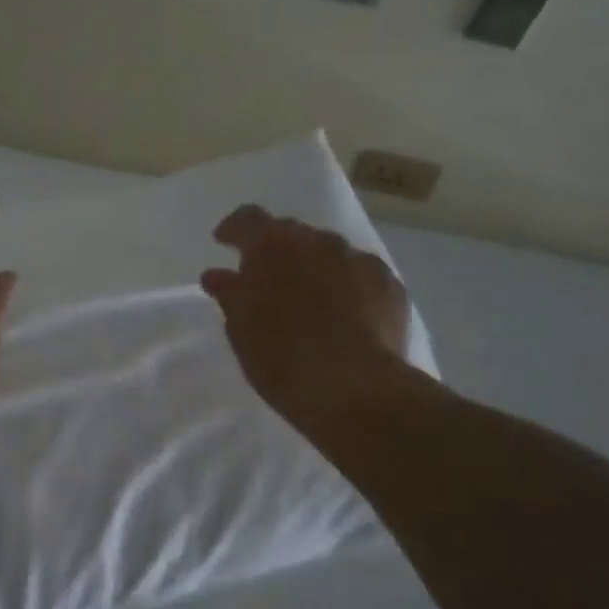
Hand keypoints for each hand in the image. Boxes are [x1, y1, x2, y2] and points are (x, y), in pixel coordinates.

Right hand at [200, 205, 416, 436]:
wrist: (353, 388)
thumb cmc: (280, 357)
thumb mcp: (241, 329)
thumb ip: (229, 293)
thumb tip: (218, 275)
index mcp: (273, 246)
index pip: (248, 219)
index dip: (234, 229)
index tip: (223, 243)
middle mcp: (318, 241)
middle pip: (291, 233)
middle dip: (276, 251)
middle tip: (266, 280)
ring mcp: (359, 261)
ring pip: (329, 253)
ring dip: (313, 267)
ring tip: (307, 300)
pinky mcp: (390, 285)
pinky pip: (359, 275)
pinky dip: (346, 287)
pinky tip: (344, 315)